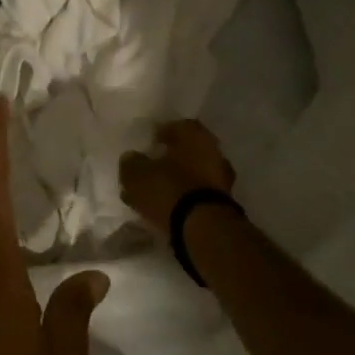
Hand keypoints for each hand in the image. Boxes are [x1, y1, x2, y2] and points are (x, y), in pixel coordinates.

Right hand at [119, 119, 236, 234]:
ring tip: (155, 193)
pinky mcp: (222, 204)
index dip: (162, 133)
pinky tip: (168, 208)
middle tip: (151, 167)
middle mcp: (213, 152)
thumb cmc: (170, 190)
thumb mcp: (137, 174)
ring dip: (177, 180)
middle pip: (188, 151)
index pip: (178, 126)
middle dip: (170, 158)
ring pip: (193, 175)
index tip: (149, 143)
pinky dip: (184, 199)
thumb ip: (132, 163)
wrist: (204, 229)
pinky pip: (198, 195)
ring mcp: (222, 179)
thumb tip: (131, 158)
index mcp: (195, 135)